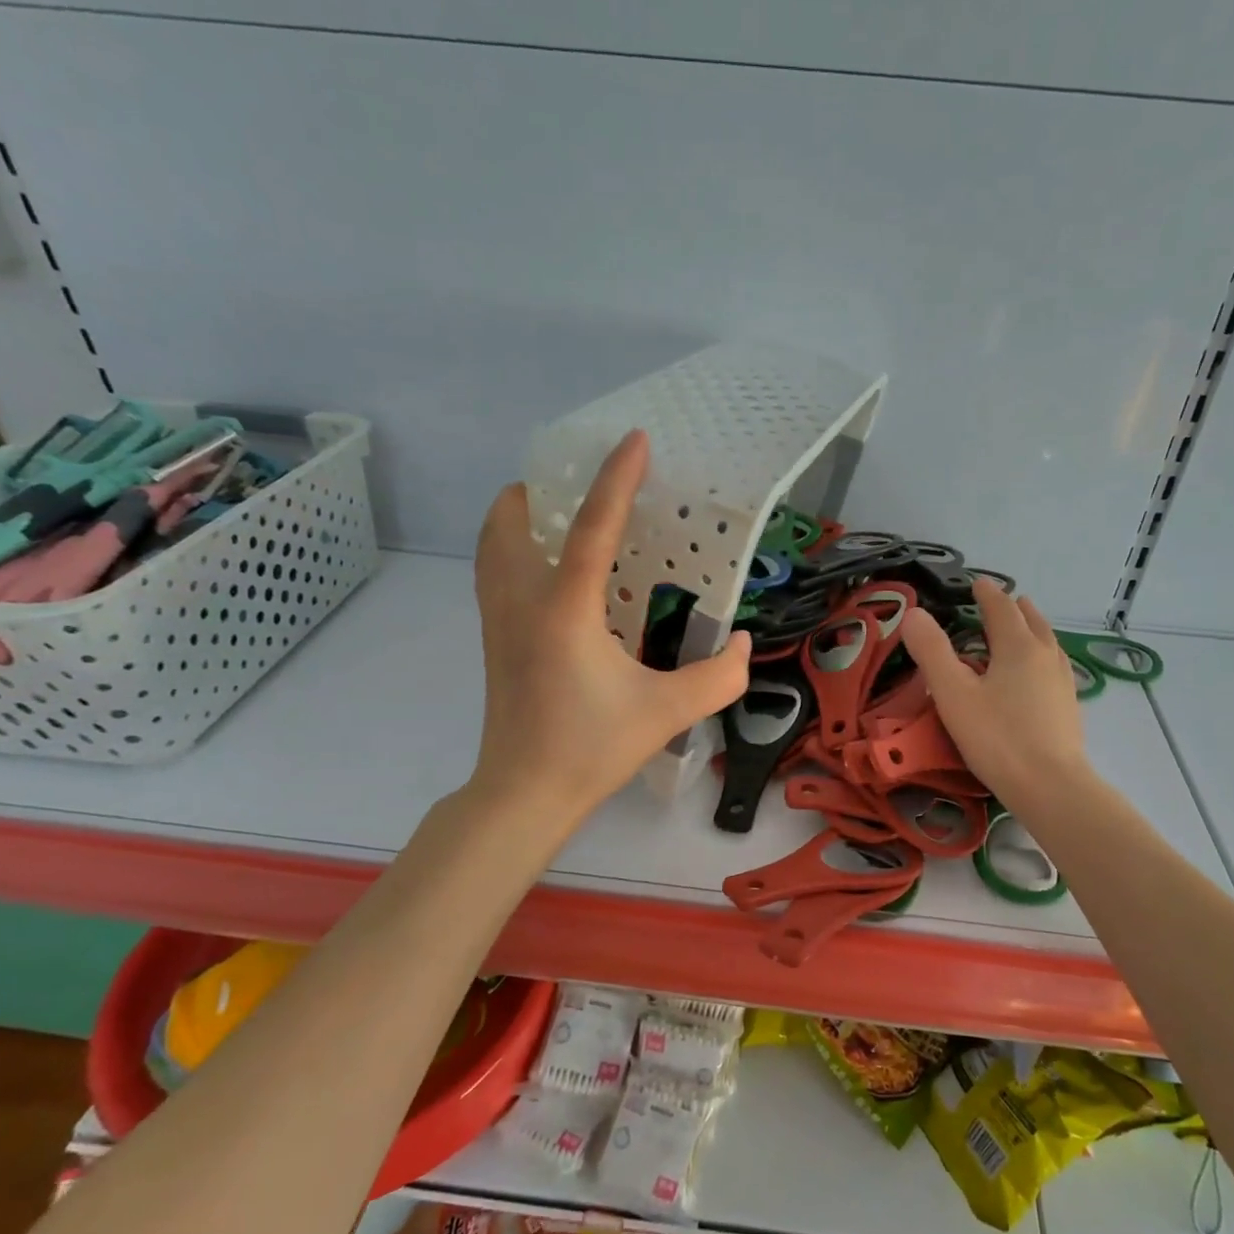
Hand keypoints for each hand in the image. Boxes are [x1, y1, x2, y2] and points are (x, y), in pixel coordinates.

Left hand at [471, 430, 751, 824]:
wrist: (524, 794)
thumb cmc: (592, 749)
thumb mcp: (668, 712)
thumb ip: (718, 676)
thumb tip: (741, 643)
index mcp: (565, 610)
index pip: (591, 528)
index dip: (617, 479)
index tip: (634, 439)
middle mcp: (521, 602)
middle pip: (510, 520)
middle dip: (541, 489)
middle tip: (581, 487)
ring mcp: (497, 621)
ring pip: (492, 545)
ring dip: (520, 518)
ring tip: (559, 518)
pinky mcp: (492, 642)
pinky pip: (493, 573)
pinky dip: (513, 551)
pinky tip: (550, 574)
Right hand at [902, 579, 1091, 813]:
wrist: (1050, 787)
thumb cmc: (997, 737)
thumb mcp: (953, 693)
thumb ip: (932, 651)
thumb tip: (913, 613)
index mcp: (1018, 647)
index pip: (1002, 609)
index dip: (987, 594)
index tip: (977, 583)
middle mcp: (1045, 656)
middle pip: (1032, 622)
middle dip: (1016, 609)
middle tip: (1005, 601)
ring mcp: (1062, 683)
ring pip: (1048, 644)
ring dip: (1034, 630)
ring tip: (1025, 629)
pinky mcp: (1068, 709)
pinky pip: (1054, 668)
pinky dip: (1042, 657)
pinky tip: (1038, 676)